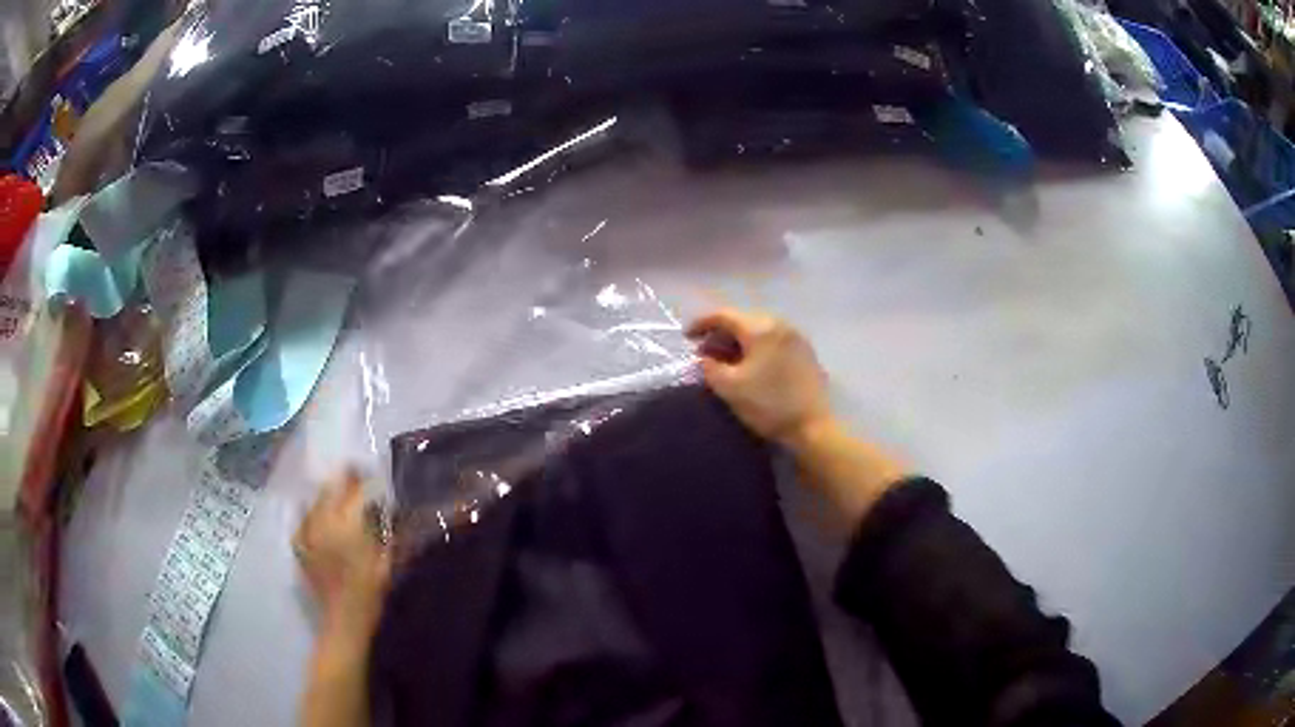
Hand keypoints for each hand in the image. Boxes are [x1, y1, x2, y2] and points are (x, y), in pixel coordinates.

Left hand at [293, 470, 390, 634]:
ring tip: (337, 497)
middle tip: (354, 478)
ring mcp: (308, 533)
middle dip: (343, 481)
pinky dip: (311, 514)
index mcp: (348, 525)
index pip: (355, 491)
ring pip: (315, 501)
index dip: (364, 480)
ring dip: (327, 496)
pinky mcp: (299, 545)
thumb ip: (387, 532)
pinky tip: (318, 517)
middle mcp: (324, 523)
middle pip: (331, 489)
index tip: (372, 474)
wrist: (343, 620)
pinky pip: (303, 520)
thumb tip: (389, 509)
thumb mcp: (386, 562)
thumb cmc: (370, 592)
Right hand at [687, 308, 834, 445]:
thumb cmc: (768, 405)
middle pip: (742, 320)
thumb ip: (709, 367)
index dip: (701, 323)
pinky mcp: (805, 351)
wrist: (812, 426)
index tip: (686, 337)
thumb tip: (703, 358)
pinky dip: (757, 347)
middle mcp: (779, 324)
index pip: (723, 315)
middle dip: (720, 333)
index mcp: (759, 328)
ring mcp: (796, 336)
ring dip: (739, 341)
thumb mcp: (729, 388)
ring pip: (759, 329)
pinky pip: (774, 340)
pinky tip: (751, 365)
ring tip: (726, 360)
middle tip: (705, 352)